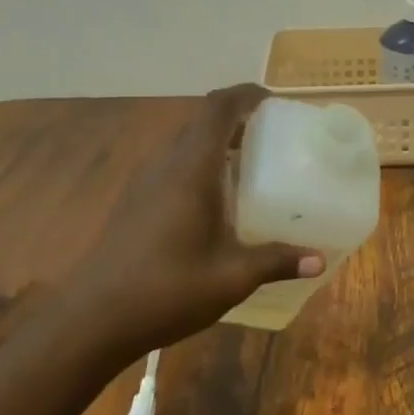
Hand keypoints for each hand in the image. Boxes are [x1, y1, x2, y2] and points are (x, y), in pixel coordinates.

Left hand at [74, 85, 322, 356]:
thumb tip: (319, 260)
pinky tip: (217, 202)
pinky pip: (172, 168)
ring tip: (251, 165)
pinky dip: (199, 167)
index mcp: (191, 170)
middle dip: (236, 119)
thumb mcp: (231, 277)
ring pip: (184, 146)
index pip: (217, 109)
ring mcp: (144, 184)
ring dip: (216, 144)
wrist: (94, 318)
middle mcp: (164, 166)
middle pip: (201, 123)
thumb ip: (276, 261)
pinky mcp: (134, 203)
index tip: (273, 100)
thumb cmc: (168, 290)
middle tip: (272, 136)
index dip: (245, 95)